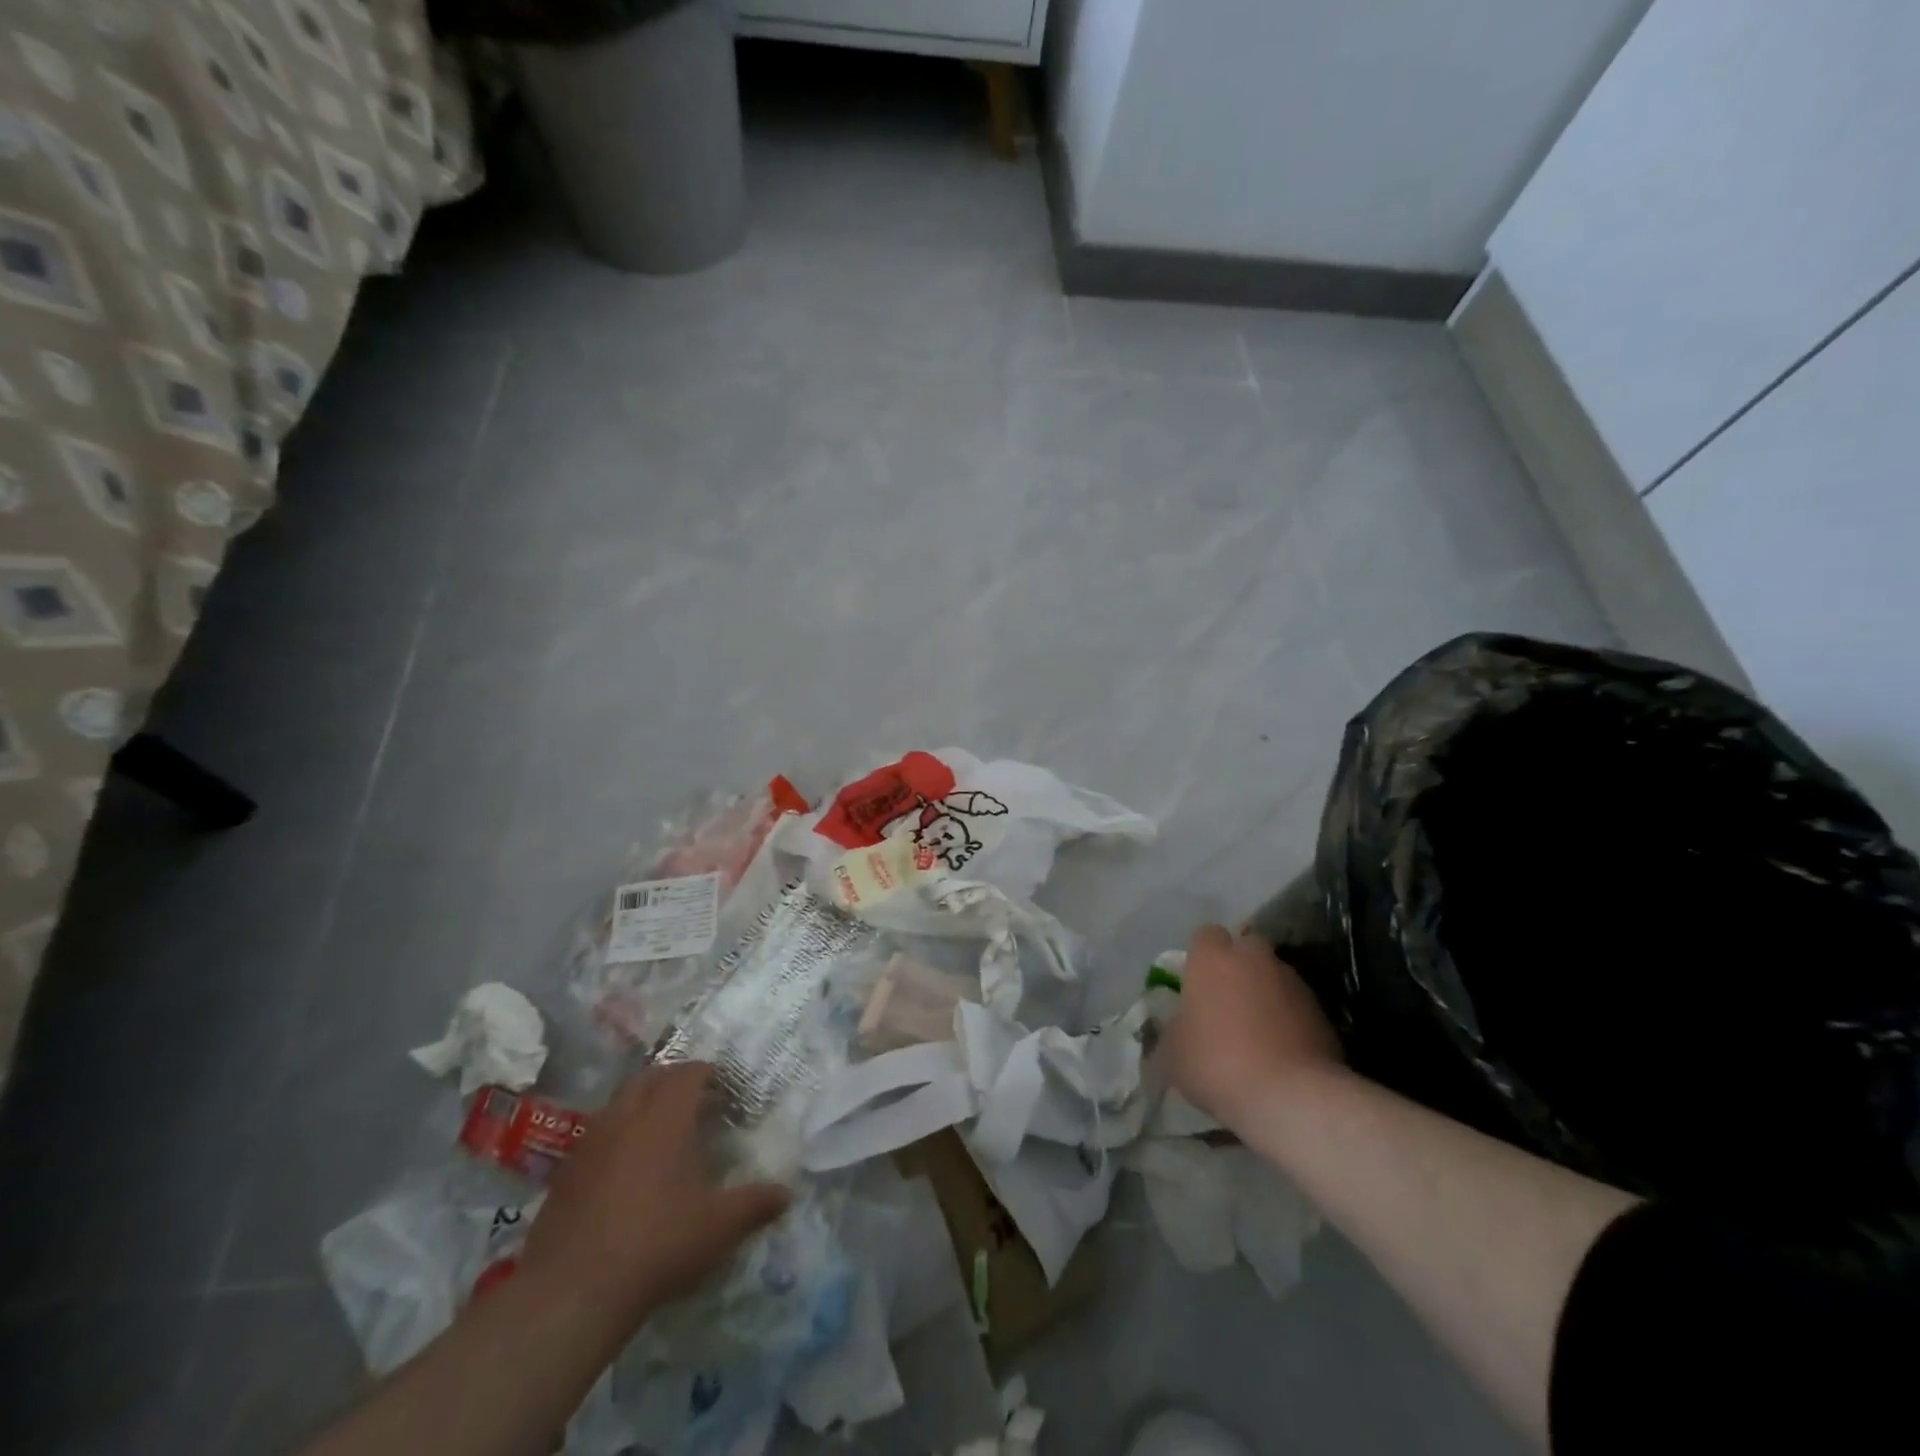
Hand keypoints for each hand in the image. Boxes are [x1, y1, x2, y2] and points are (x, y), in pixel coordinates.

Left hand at [518, 1063, 790, 1326]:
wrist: (571, 1293)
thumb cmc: (657, 1243)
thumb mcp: (718, 1226)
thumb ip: (755, 1204)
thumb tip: (788, 1194)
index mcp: (665, 1115)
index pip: (689, 1072)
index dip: (710, 1074)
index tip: (726, 1090)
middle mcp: (626, 1115)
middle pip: (651, 1077)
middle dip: (674, 1081)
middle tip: (697, 1103)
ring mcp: (590, 1142)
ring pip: (620, 1103)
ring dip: (642, 1106)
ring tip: (663, 1134)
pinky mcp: (565, 1173)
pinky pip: (598, 1136)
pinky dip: (617, 1137)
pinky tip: (628, 1172)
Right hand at [1163, 924, 1343, 1130]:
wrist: (1291, 1096)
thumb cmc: (1217, 1063)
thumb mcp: (1172, 1053)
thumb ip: (1173, 1030)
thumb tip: (1180, 1028)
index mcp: (1213, 957)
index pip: (1205, 935)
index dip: (1200, 956)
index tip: (1196, 982)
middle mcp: (1254, 958)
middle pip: (1245, 947)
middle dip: (1238, 967)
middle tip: (1227, 1001)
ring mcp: (1293, 982)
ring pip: (1274, 975)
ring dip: (1265, 993)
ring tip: (1258, 1031)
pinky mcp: (1322, 1011)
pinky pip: (1296, 1005)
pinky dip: (1289, 1019)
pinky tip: (1281, 1051)